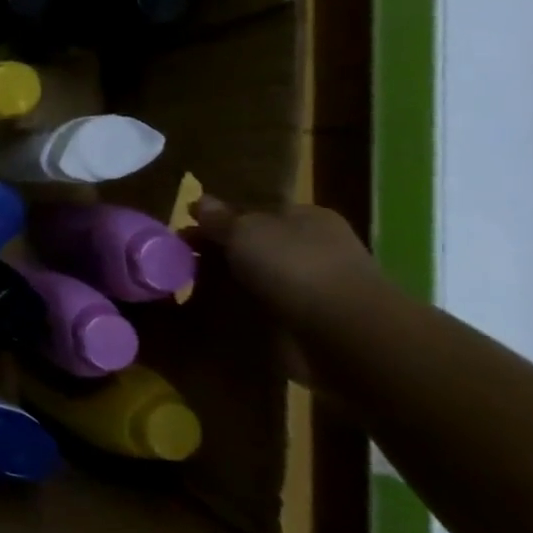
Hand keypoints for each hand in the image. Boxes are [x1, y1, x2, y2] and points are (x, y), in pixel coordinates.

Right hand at [188, 195, 382, 333]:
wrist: (346, 331)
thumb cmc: (293, 266)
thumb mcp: (244, 231)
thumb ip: (220, 218)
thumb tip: (201, 201)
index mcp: (307, 216)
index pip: (257, 211)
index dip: (221, 220)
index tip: (187, 234)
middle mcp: (319, 245)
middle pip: (260, 244)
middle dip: (225, 252)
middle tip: (186, 263)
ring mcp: (323, 283)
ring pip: (266, 276)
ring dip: (237, 283)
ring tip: (200, 292)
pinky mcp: (321, 318)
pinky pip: (275, 307)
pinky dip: (253, 309)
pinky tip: (228, 314)